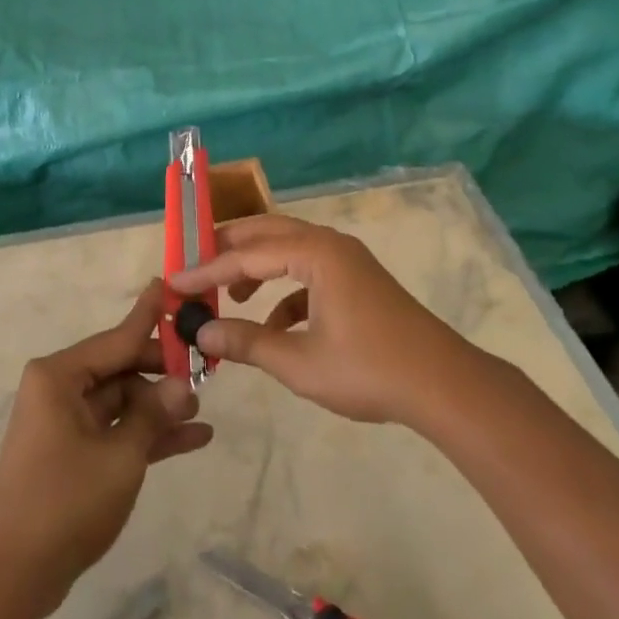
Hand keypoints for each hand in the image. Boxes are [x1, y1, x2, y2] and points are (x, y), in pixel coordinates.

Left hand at [0, 281, 213, 611]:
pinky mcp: (72, 453)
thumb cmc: (64, 501)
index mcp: (59, 375)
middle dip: (161, 374)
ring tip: (202, 411)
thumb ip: (152, 415)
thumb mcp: (120, 456)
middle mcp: (60, 389)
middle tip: (205, 372)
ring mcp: (65, 422)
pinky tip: (192, 439)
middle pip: (120, 368)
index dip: (148, 316)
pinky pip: (115, 431)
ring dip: (158, 409)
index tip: (169, 285)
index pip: (116, 338)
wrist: (13, 576)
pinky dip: (146, 435)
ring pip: (122, 402)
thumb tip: (182, 385)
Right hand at [169, 215, 472, 426]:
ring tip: (230, 294)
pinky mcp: (356, 280)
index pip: (246, 254)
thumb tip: (202, 333)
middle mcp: (328, 244)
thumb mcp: (300, 363)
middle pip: (266, 233)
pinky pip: (309, 272)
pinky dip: (284, 290)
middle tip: (195, 266)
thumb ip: (248, 343)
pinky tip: (274, 326)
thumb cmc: (369, 370)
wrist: (444, 386)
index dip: (207, 270)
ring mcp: (346, 260)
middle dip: (229, 249)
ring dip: (256, 267)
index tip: (174, 281)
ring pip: (288, 249)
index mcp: (314, 252)